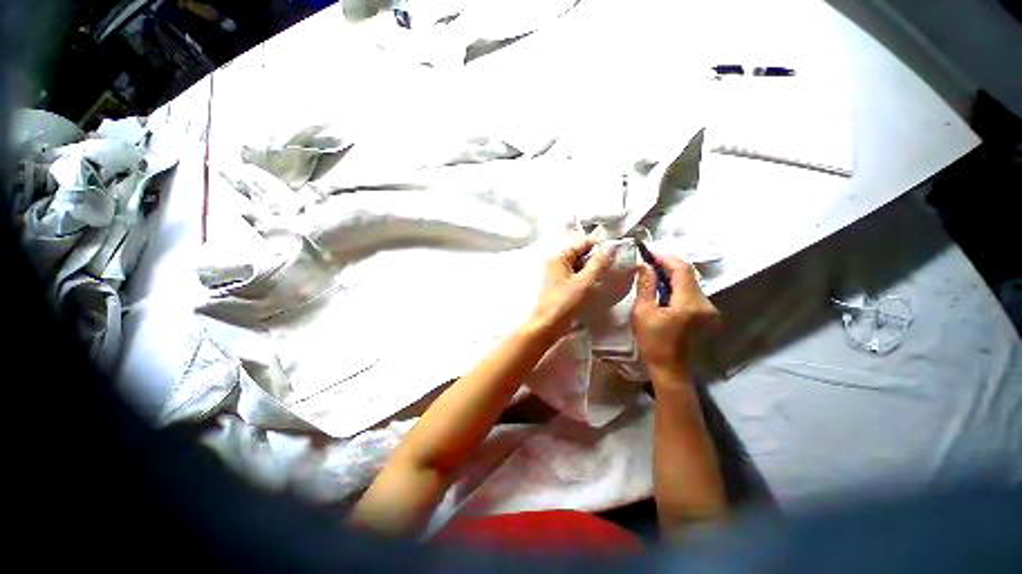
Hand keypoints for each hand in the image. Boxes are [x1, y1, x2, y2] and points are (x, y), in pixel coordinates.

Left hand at [529, 237, 613, 337]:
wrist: (548, 324)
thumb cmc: (565, 302)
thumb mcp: (585, 281)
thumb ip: (599, 262)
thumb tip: (611, 245)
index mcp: (559, 256)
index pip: (583, 242)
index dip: (600, 245)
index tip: (618, 251)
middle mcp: (556, 261)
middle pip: (581, 252)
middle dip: (597, 258)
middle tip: (614, 265)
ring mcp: (557, 273)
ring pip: (579, 264)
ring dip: (593, 268)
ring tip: (606, 275)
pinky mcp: (560, 284)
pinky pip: (576, 275)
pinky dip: (586, 277)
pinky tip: (595, 284)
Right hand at [633, 253, 718, 378]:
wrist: (670, 368)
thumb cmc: (653, 342)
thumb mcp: (643, 312)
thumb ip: (646, 286)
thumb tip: (645, 265)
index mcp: (689, 303)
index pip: (682, 270)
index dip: (666, 258)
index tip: (650, 251)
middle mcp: (705, 303)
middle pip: (689, 274)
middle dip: (669, 264)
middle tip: (649, 259)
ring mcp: (708, 309)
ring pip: (691, 282)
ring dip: (673, 274)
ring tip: (653, 270)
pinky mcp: (706, 314)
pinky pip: (691, 292)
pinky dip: (677, 285)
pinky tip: (663, 285)